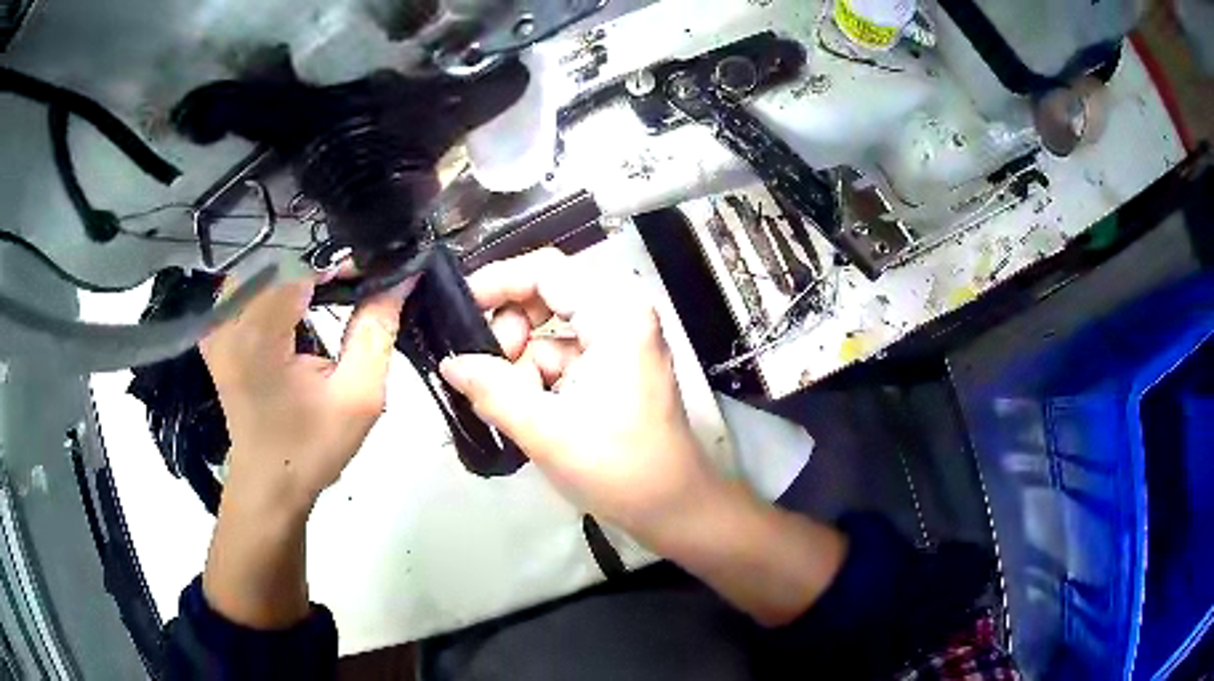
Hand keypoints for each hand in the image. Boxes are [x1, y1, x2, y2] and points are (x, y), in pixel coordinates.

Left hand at [201, 273, 411, 512]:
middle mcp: (227, 317)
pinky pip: (253, 282)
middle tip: (362, 276)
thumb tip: (400, 279)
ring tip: (339, 282)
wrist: (268, 482)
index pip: (300, 264)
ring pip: (267, 262)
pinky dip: (283, 280)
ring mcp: (217, 320)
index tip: (375, 270)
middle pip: (281, 256)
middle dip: (324, 260)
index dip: (341, 259)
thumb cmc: (311, 448)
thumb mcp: (358, 397)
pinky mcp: (217, 326)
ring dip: (304, 267)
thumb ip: (377, 331)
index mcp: (256, 334)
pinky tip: (306, 295)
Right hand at [438, 249, 725, 549]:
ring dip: (522, 363)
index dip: (497, 282)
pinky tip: (528, 412)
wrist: (672, 507)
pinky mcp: (615, 367)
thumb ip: (491, 389)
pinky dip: (538, 378)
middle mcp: (622, 315)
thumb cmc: (618, 468)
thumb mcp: (545, 430)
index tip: (459, 311)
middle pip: (547, 295)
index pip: (546, 270)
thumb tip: (449, 363)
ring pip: (550, 330)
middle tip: (489, 370)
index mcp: (616, 315)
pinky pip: (562, 355)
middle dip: (511, 330)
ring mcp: (620, 341)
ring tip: (513, 406)